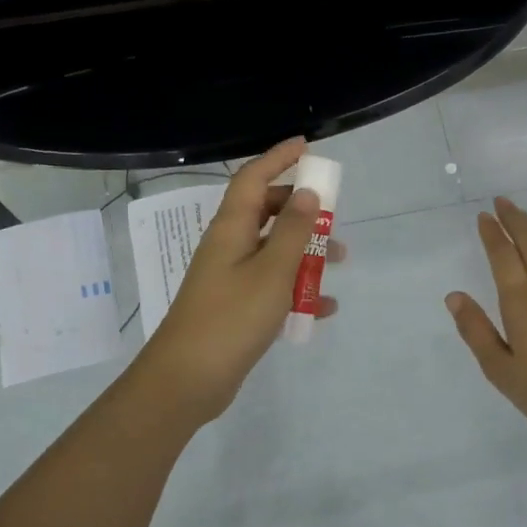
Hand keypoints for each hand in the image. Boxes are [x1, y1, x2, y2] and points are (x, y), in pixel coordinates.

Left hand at [134, 137, 342, 423]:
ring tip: (338, 262)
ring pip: (272, 251)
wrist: (188, 380)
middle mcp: (228, 247)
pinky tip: (323, 308)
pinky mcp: (236, 308)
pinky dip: (297, 290)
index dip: (278, 158)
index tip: (306, 146)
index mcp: (231, 229)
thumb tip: (306, 192)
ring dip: (304, 251)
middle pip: (264, 212)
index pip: (252, 178)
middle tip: (331, 214)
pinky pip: (271, 287)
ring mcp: (230, 278)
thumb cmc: (231, 318)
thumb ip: (292, 231)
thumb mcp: (271, 271)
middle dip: (299, 209)